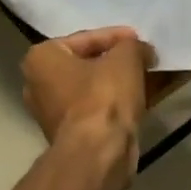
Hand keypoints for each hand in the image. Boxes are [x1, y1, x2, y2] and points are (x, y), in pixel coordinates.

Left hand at [21, 27, 155, 166]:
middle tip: (145, 58)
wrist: (98, 153)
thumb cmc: (103, 97)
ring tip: (152, 76)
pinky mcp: (71, 135)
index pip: (85, 38)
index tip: (140, 39)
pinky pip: (98, 109)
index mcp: (41, 58)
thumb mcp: (125, 58)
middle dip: (119, 61)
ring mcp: (53, 113)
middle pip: (88, 65)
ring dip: (123, 82)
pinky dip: (119, 102)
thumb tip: (141, 51)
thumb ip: (133, 46)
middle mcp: (39, 84)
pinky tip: (147, 98)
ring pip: (95, 89)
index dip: (117, 36)